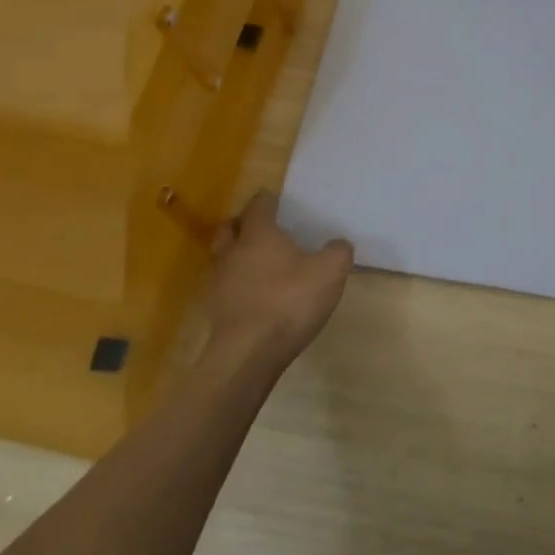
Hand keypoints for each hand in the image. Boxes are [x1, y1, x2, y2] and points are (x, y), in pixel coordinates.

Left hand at [205, 191, 353, 369]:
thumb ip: (338, 251)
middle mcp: (232, 252)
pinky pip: (226, 286)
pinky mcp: (217, 311)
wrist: (249, 354)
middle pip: (231, 228)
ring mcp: (220, 282)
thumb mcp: (330, 271)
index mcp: (258, 234)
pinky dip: (239, 283)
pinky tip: (257, 293)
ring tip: (260, 261)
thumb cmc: (289, 300)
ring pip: (224, 257)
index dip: (268, 200)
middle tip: (264, 227)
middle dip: (244, 223)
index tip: (278, 200)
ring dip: (238, 255)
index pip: (258, 205)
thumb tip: (338, 244)